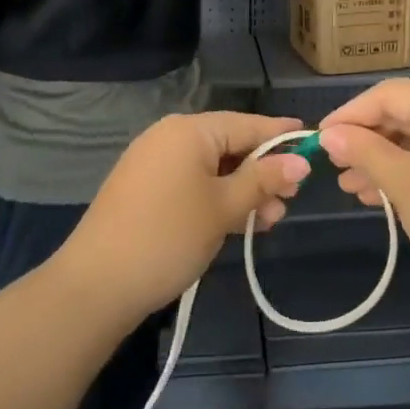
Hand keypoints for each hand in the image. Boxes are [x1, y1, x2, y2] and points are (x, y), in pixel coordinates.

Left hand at [52, 112, 311, 320]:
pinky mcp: (144, 188)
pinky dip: (217, 198)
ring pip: (212, 168)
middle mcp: (170, 137)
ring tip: (268, 220)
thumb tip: (301, 160)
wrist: (96, 285)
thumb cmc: (168, 237)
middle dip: (262, 172)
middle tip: (290, 200)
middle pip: (230, 145)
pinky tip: (238, 222)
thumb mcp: (223, 208)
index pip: (247, 124)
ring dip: (243, 190)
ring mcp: (153, 162)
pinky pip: (192, 182)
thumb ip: (263, 180)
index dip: (281, 135)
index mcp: (189, 130)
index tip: (313, 140)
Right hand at [318, 80, 409, 302]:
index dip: (349, 114)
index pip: (387, 94)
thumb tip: (330, 134)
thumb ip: (362, 150)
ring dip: (386, 158)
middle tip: (335, 166)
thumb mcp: (400, 182)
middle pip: (406, 112)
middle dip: (367, 139)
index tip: (320, 139)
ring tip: (352, 187)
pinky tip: (384, 194)